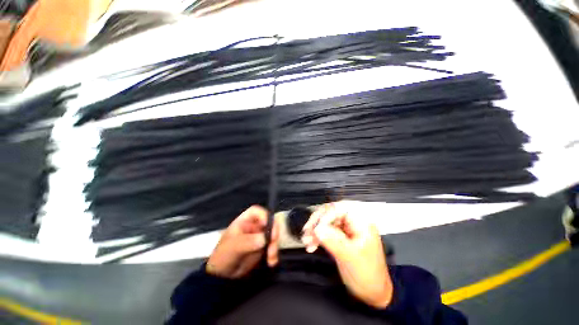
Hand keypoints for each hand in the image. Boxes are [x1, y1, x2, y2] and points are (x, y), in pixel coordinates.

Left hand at [206, 206, 278, 277]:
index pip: (256, 211)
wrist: (222, 277)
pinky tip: (272, 262)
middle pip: (268, 222)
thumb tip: (264, 239)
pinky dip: (274, 253)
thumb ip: (248, 241)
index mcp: (244, 221)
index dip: (264, 215)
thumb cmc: (223, 256)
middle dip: (273, 232)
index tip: (268, 225)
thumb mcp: (233, 247)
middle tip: (273, 243)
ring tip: (271, 258)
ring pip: (273, 235)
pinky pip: (272, 247)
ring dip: (274, 245)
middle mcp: (254, 226)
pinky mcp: (263, 248)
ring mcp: (259, 237)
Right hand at [302, 203, 392, 308]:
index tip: (316, 227)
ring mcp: (345, 229)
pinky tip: (310, 244)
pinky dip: (316, 236)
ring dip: (314, 230)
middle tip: (307, 232)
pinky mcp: (339, 237)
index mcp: (361, 222)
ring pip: (325, 221)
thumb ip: (334, 241)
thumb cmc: (368, 275)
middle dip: (317, 222)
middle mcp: (353, 222)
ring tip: (307, 240)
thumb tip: (317, 228)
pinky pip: (324, 231)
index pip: (340, 209)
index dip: (326, 215)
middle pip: (330, 213)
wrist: (371, 292)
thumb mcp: (351, 257)